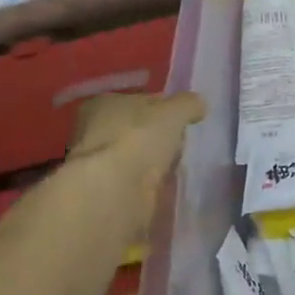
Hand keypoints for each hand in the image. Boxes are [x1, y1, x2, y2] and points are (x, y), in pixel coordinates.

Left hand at [69, 91, 206, 200]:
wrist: (115, 192)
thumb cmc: (139, 138)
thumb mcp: (174, 111)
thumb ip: (188, 104)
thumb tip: (199, 105)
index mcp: (103, 104)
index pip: (137, 100)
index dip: (160, 107)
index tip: (181, 118)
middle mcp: (94, 132)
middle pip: (134, 130)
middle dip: (156, 137)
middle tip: (182, 143)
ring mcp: (99, 166)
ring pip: (135, 158)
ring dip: (153, 164)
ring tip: (180, 167)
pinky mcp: (107, 194)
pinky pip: (137, 185)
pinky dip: (151, 187)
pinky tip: (169, 189)